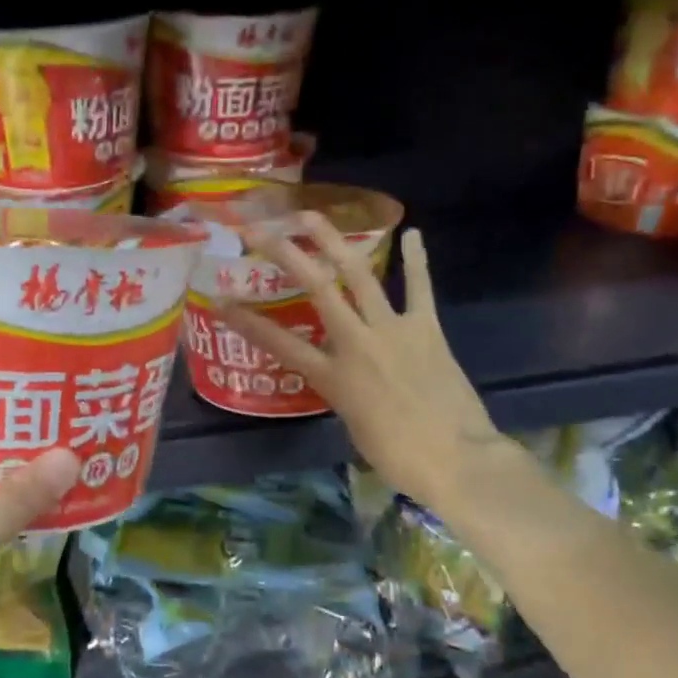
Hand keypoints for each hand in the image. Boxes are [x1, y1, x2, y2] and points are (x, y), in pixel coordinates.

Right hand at [216, 215, 503, 510]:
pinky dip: (416, 261)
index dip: (247, 322)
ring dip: (334, 242)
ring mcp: (392, 330)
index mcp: (332, 376)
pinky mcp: (426, 329)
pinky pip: (420, 289)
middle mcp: (355, 343)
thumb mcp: (352, 424)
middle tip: (261, 231)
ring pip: (359, 276)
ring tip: (311, 216)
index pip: (278, 344)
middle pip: (316, 290)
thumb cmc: (398, 456)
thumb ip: (340, 391)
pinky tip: (413, 234)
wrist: (457, 460)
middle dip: (286, 255)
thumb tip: (343, 374)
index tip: (220, 301)